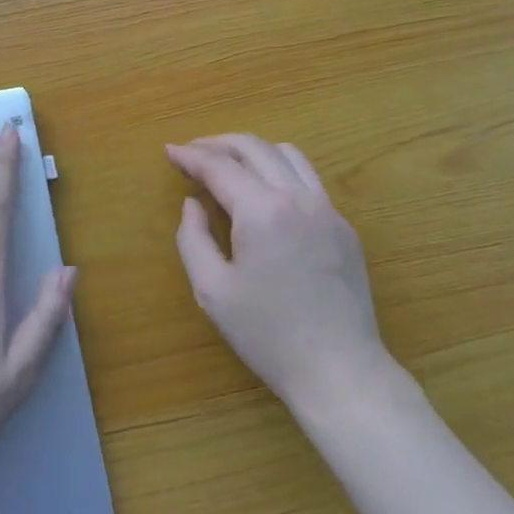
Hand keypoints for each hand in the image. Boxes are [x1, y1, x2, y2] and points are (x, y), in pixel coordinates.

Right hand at [167, 135, 389, 412]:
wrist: (339, 369)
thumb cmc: (267, 335)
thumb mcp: (212, 291)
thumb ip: (193, 238)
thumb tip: (193, 204)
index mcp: (262, 211)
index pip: (220, 167)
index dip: (191, 156)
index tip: (169, 151)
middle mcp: (298, 197)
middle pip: (255, 148)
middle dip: (218, 143)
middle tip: (192, 152)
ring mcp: (327, 208)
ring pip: (287, 154)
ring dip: (252, 150)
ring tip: (228, 163)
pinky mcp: (343, 225)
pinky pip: (308, 178)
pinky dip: (279, 169)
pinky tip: (265, 191)